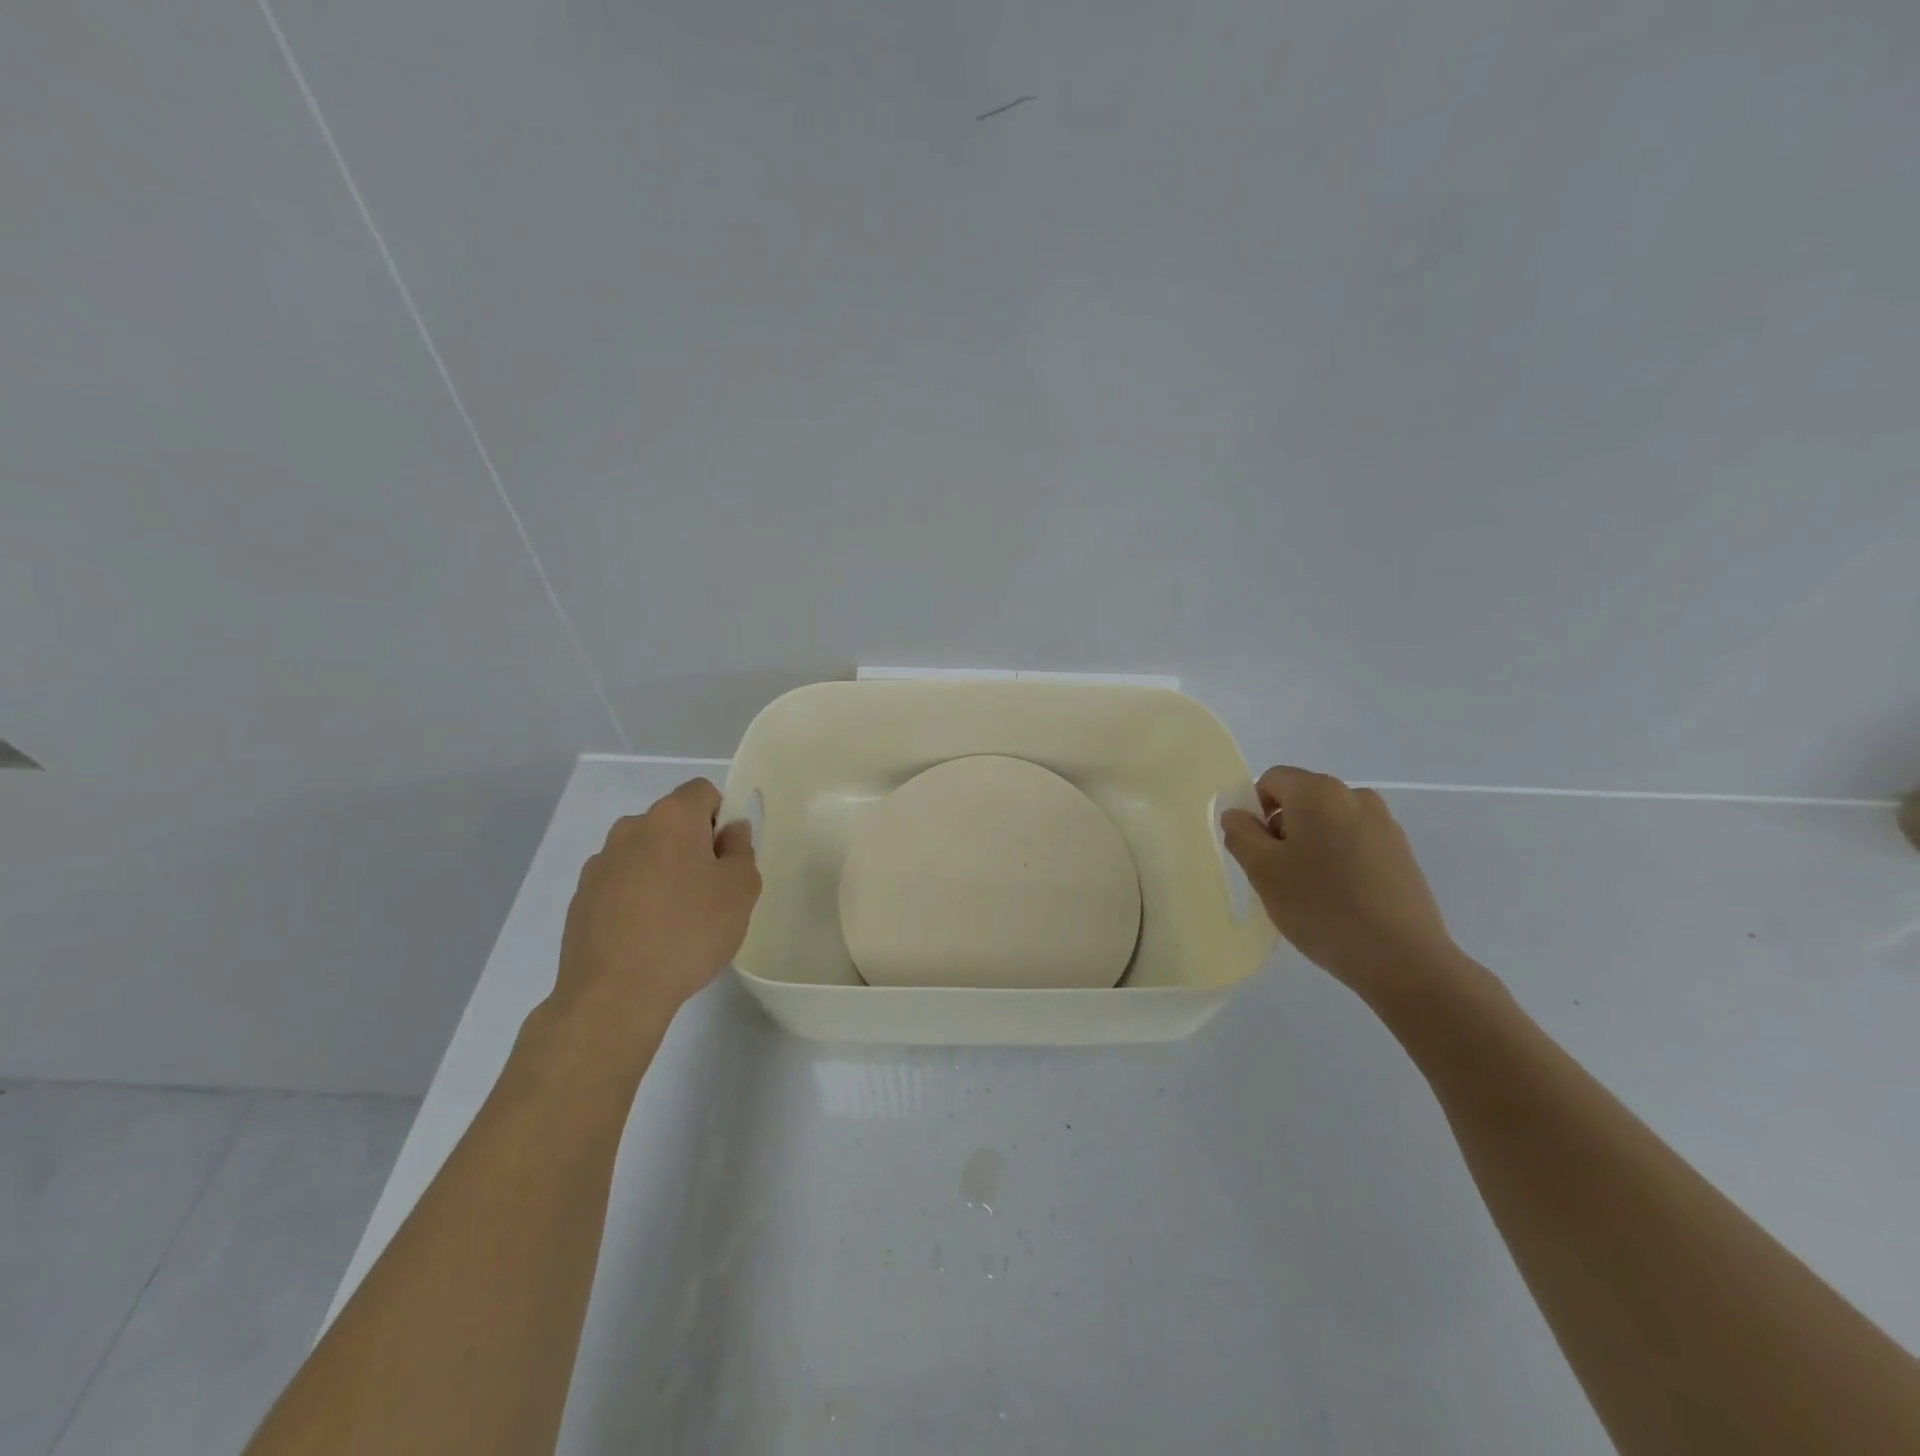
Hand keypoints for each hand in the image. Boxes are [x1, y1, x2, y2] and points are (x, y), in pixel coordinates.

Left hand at [548, 779, 760, 1049]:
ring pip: (644, 854)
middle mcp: (630, 829)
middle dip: (693, 846)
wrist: (614, 994)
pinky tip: (647, 937)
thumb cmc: (689, 932)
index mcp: (671, 818)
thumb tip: (730, 832)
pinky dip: (637, 898)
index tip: (728, 857)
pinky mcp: (581, 899)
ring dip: (663, 872)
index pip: (703, 792)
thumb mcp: (740, 890)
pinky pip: (621, 884)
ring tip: (676, 920)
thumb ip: (741, 851)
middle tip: (711, 892)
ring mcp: (599, 864)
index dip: (722, 817)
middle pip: (672, 823)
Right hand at [1221, 766, 1460, 1003]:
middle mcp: (1355, 796)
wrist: (1403, 959)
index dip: (1255, 811)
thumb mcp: (1262, 871)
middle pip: (1302, 800)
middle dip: (1283, 830)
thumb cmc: (1321, 907)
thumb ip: (1241, 834)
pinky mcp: (1402, 853)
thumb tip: (1238, 815)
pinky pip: (1355, 843)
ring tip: (1312, 892)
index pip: (1272, 780)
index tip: (1258, 852)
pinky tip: (1341, 899)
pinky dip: (1339, 860)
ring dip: (1311, 846)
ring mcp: (1385, 824)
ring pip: (1328, 823)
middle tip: (1279, 876)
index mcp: (1318, 792)